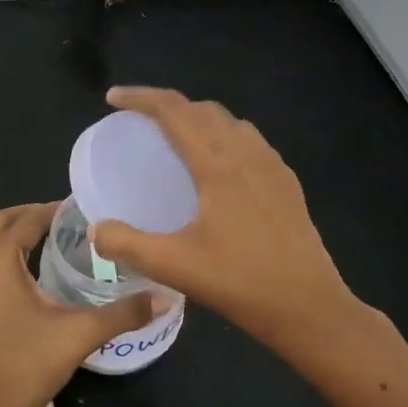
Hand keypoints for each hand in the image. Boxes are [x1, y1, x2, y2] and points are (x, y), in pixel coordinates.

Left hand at [0, 202, 160, 406]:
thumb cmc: (30, 367)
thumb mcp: (81, 334)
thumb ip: (125, 312)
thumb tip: (167, 297)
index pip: (29, 219)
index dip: (54, 211)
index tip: (78, 211)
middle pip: (0, 220)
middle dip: (28, 215)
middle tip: (59, 223)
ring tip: (23, 232)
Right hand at [88, 87, 365, 358]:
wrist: (311, 308)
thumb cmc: (241, 283)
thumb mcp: (174, 267)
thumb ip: (127, 245)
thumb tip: (96, 230)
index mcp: (218, 165)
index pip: (174, 111)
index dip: (141, 98)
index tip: (113, 99)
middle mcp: (247, 154)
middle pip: (202, 110)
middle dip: (167, 106)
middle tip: (139, 123)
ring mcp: (272, 167)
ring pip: (230, 123)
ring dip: (197, 120)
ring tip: (175, 141)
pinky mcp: (287, 184)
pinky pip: (250, 142)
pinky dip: (223, 138)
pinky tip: (216, 170)